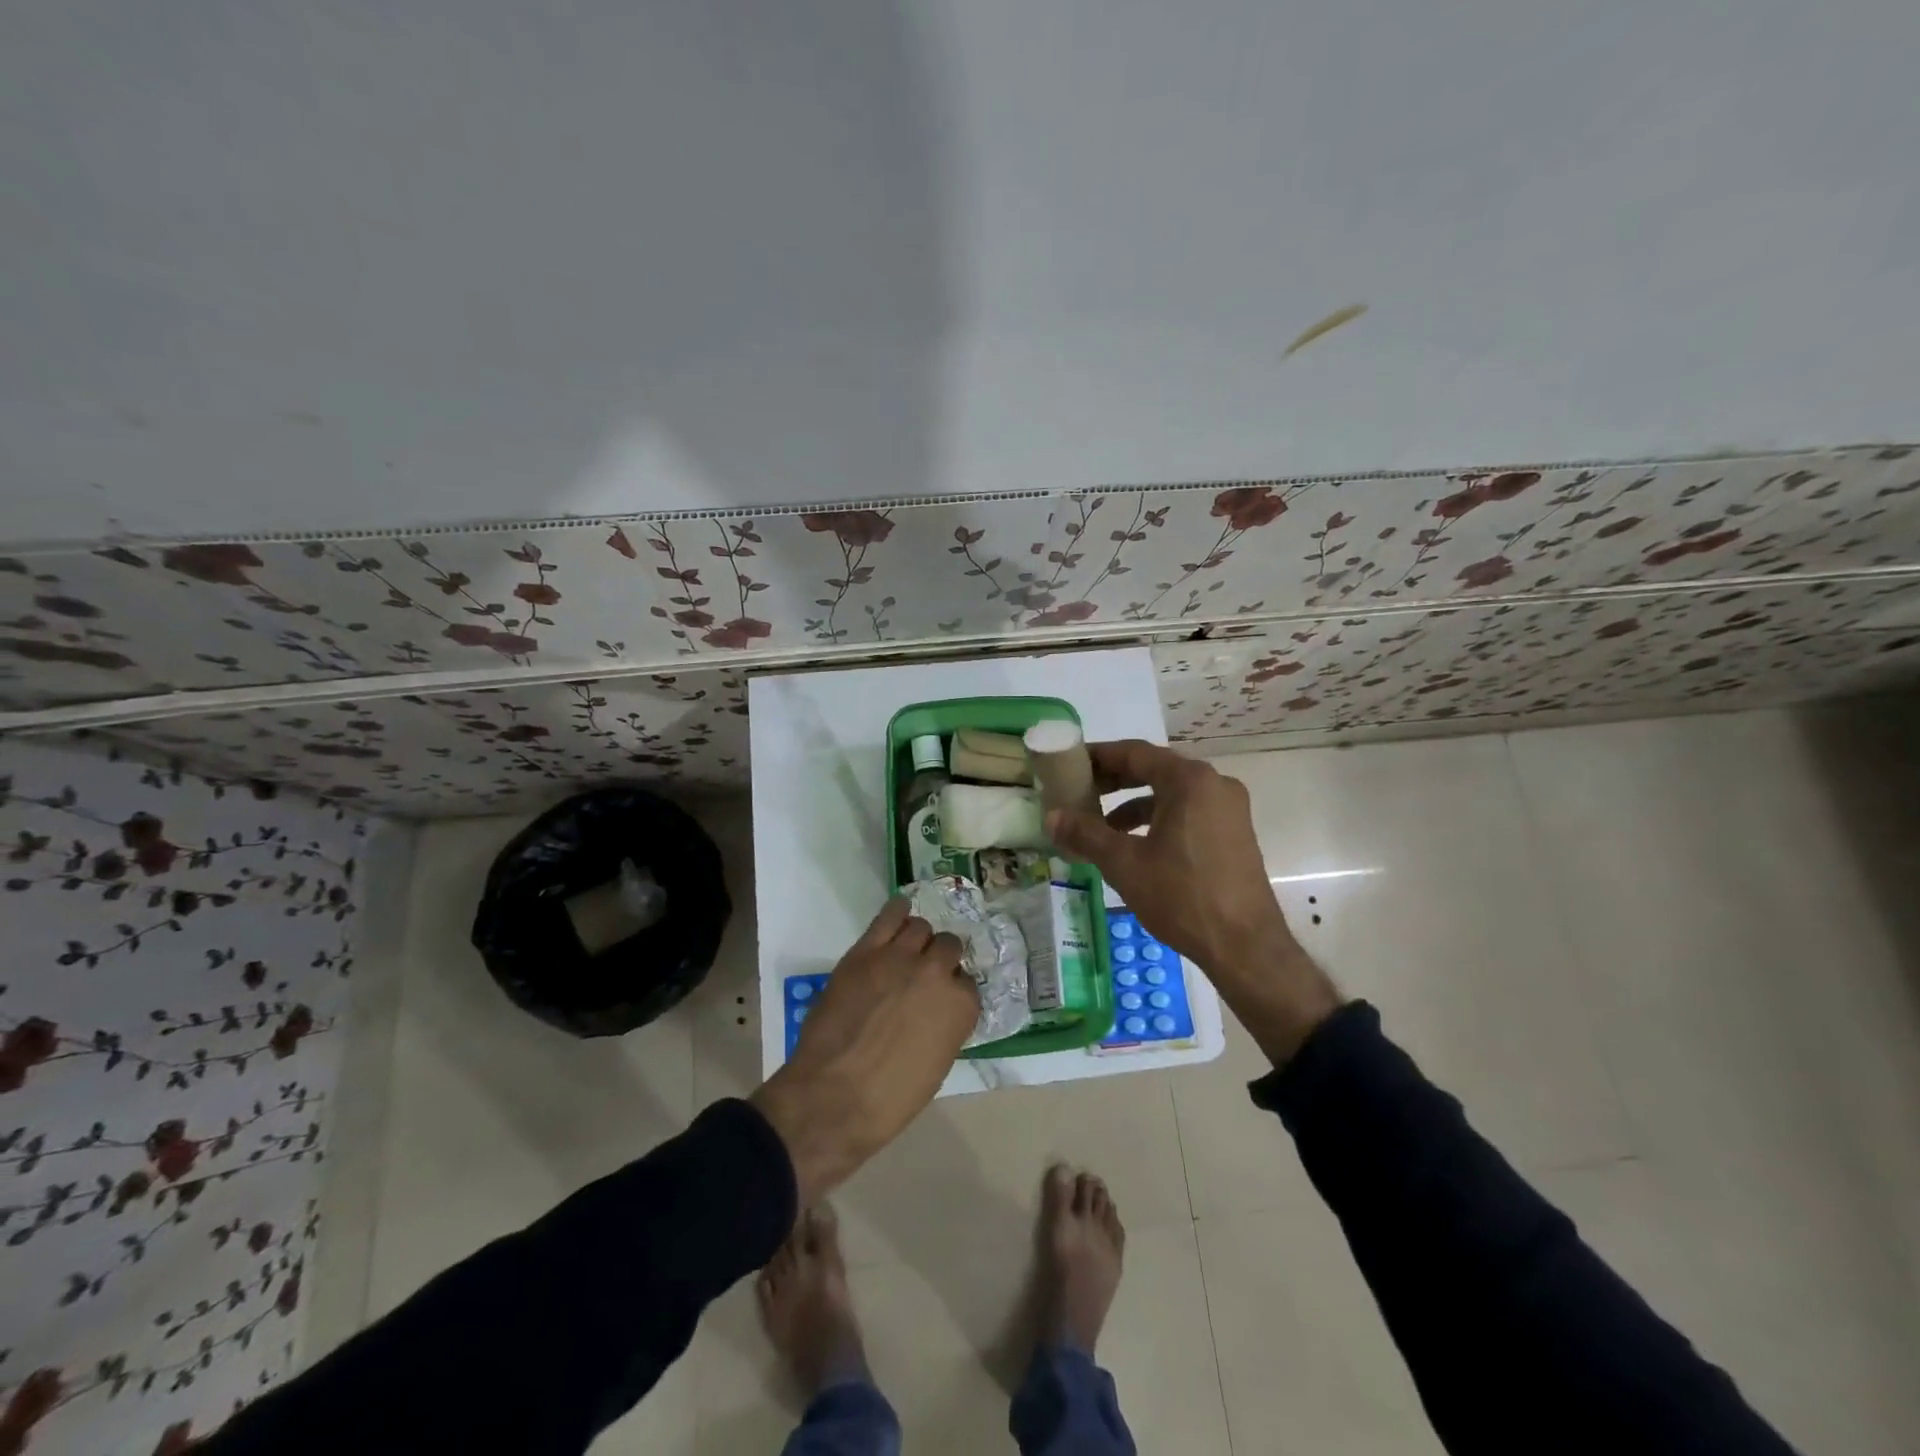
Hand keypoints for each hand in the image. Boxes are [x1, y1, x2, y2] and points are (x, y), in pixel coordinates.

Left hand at [751, 899, 977, 1205]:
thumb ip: (944, 1026)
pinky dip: (897, 911)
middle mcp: (938, 973)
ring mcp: (901, 957)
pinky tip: (898, 914)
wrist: (833, 1097)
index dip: (951, 991)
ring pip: (921, 927)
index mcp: (961, 1007)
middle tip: (920, 977)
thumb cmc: (889, 1099)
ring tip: (905, 953)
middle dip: (939, 960)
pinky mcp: (866, 951)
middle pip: (948, 947)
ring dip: (917, 940)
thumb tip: (936, 1010)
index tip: (938, 1001)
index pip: (967, 983)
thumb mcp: (936, 1065)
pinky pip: (890, 915)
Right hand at [1045, 739, 1341, 1062]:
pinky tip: (1135, 847)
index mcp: (1189, 780)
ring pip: (1171, 794)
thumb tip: (1051, 816)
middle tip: (1079, 791)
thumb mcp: (1124, 863)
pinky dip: (1158, 820)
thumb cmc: (1182, 896)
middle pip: (1154, 769)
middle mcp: (1214, 784)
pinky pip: (1188, 813)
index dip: (1098, 757)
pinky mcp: (1234, 834)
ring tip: (1101, 826)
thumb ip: (1085, 833)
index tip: (1070, 763)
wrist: (1245, 946)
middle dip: (1114, 781)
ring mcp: (1229, 809)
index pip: (1134, 753)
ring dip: (1133, 804)